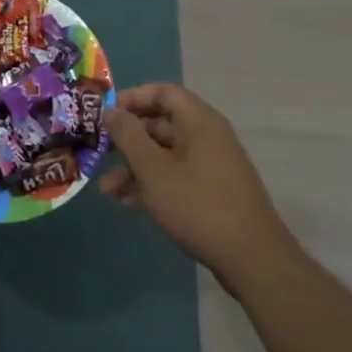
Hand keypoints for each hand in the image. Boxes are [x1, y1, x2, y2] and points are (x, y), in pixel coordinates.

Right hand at [100, 83, 297, 291]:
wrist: (252, 259)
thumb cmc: (198, 204)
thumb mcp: (153, 169)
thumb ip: (128, 135)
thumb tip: (111, 110)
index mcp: (199, 121)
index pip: (162, 92)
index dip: (131, 98)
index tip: (105, 115)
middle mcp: (207, 136)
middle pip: (160, 125)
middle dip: (127, 141)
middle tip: (99, 154)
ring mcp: (211, 165)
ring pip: (165, 154)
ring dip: (134, 168)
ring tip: (107, 191)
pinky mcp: (212, 191)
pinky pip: (176, 176)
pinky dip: (152, 184)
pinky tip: (129, 204)